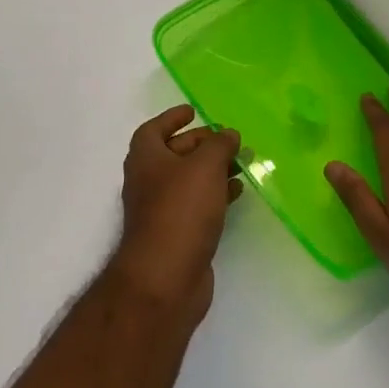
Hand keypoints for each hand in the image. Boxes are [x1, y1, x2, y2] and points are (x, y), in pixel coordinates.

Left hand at [110, 106, 243, 322]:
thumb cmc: (181, 210)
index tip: (193, 111)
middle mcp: (148, 180)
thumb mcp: (204, 167)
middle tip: (229, 140)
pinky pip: (197, 204)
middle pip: (174, 153)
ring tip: (242, 163)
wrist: (166, 276)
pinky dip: (216, 193)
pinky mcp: (177, 233)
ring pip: (189, 180)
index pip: (154, 128)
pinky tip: (237, 192)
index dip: (173, 118)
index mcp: (146, 157)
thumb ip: (219, 145)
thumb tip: (228, 133)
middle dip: (201, 144)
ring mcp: (161, 209)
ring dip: (213, 169)